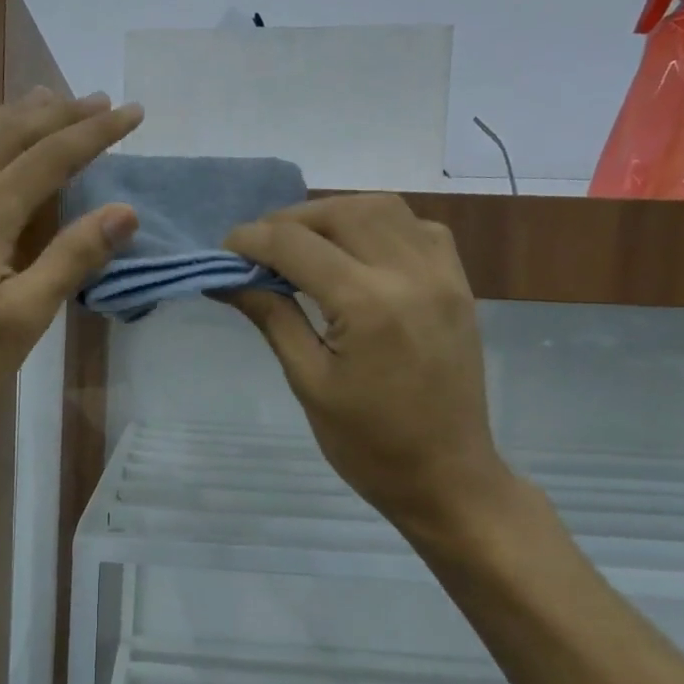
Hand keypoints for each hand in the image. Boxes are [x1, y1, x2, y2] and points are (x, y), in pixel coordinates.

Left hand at [0, 88, 141, 457]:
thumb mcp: (24, 320)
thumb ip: (71, 258)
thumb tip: (124, 210)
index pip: (50, 157)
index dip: (95, 132)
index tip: (132, 112)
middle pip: (9, 133)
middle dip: (59, 113)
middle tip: (99, 99)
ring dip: (13, 114)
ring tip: (46, 99)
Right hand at [223, 194, 514, 539]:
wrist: (447, 476)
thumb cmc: (368, 444)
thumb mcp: (308, 382)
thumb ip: (271, 316)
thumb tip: (228, 278)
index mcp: (366, 305)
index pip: (295, 245)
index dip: (251, 241)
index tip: (224, 252)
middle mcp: (409, 273)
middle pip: (339, 213)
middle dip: (289, 220)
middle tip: (259, 249)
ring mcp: (442, 274)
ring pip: (382, 207)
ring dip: (334, 215)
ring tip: (303, 244)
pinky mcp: (459, 283)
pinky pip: (418, 228)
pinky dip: (380, 225)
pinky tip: (357, 252)